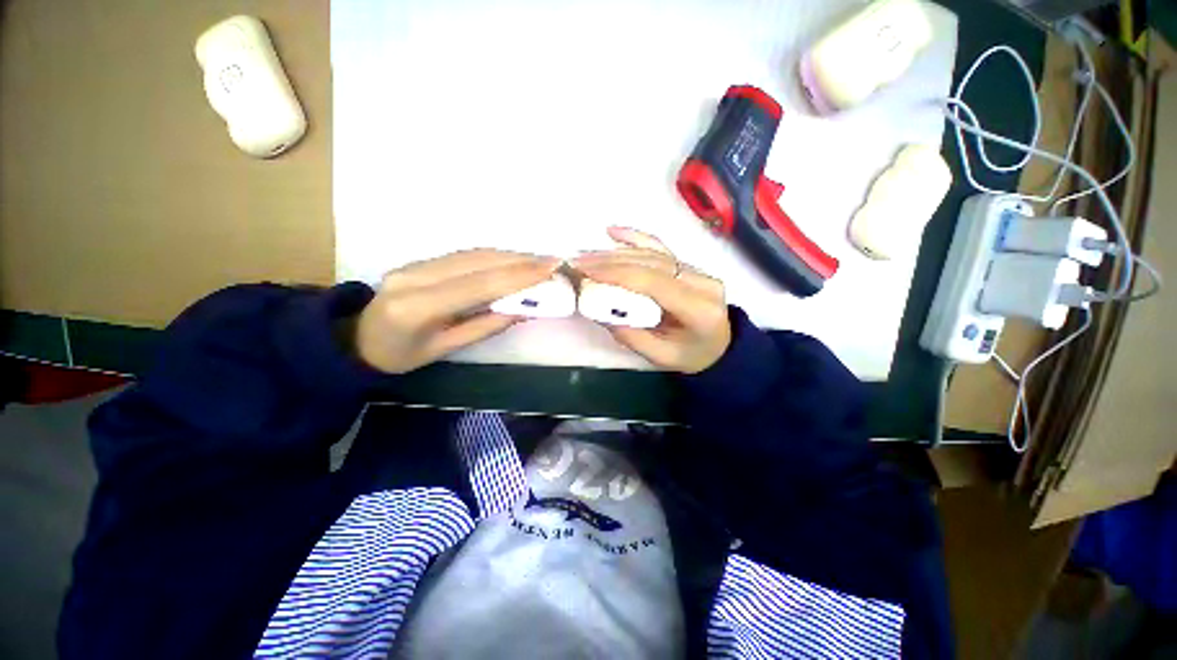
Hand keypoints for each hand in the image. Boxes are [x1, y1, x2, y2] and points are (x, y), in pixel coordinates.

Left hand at [356, 250, 557, 372]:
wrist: (358, 339)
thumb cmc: (402, 356)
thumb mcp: (446, 349)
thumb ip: (486, 326)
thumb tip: (524, 308)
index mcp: (419, 306)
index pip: (480, 284)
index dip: (519, 275)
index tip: (551, 269)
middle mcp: (416, 276)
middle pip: (479, 262)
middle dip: (521, 260)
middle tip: (553, 262)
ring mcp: (415, 263)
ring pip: (474, 253)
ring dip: (511, 255)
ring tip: (540, 260)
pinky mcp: (420, 260)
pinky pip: (464, 255)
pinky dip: (494, 257)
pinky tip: (513, 260)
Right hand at [572, 227, 730, 373]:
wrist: (720, 348)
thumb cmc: (691, 356)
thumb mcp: (661, 357)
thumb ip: (631, 335)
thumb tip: (597, 310)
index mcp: (699, 308)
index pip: (653, 282)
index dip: (617, 273)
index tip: (585, 271)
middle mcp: (702, 282)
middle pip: (651, 264)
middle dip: (610, 261)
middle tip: (578, 263)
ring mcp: (698, 270)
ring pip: (652, 254)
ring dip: (616, 253)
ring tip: (587, 256)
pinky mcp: (689, 265)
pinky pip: (660, 248)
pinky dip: (636, 238)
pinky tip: (613, 231)